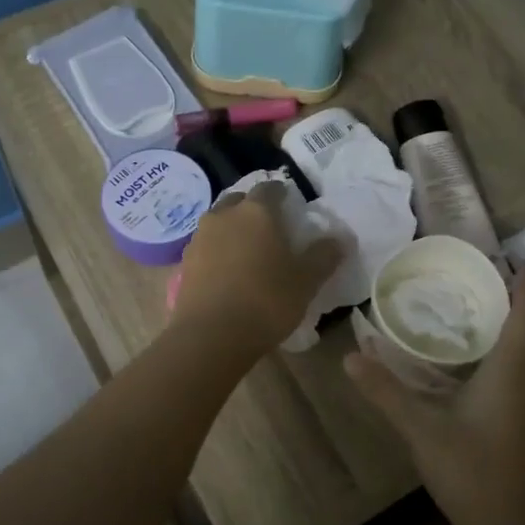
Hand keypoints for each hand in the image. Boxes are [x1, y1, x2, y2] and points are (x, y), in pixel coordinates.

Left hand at [173, 181, 344, 353]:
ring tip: (247, 249)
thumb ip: (323, 256)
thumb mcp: (305, 282)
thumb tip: (339, 239)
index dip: (282, 195)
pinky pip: (205, 245)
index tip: (291, 207)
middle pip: (239, 200)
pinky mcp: (185, 261)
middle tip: (269, 228)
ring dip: (232, 228)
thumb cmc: (265, 301)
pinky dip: (217, 249)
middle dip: (253, 208)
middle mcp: (224, 215)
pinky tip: (226, 269)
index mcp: (256, 211)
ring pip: (219, 221)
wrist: (211, 336)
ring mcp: (200, 237)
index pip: (270, 188)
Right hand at [345, 266, 524, 524]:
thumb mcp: (420, 428)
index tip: (517, 258)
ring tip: (487, 311)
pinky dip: (514, 353)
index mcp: (513, 370)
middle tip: (493, 280)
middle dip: (523, 302)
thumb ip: (384, 390)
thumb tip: (349, 357)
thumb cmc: (471, 470)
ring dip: (521, 328)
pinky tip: (483, 362)